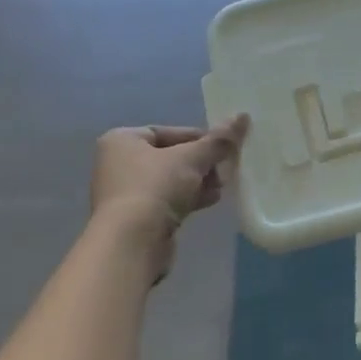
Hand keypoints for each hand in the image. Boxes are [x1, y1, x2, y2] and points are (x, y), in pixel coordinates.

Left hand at [89, 116, 248, 279]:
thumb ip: (218, 140)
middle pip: (170, 157)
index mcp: (122, 140)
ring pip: (170, 181)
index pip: (167, 131)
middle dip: (200, 163)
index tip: (222, 147)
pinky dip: (188, 199)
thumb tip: (242, 116)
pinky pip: (166, 201)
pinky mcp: (135, 219)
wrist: (132, 242)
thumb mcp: (192, 158)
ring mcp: (125, 194)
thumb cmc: (155, 187)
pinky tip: (211, 200)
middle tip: (226, 168)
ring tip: (223, 185)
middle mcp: (117, 164)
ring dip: (198, 182)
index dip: (198, 138)